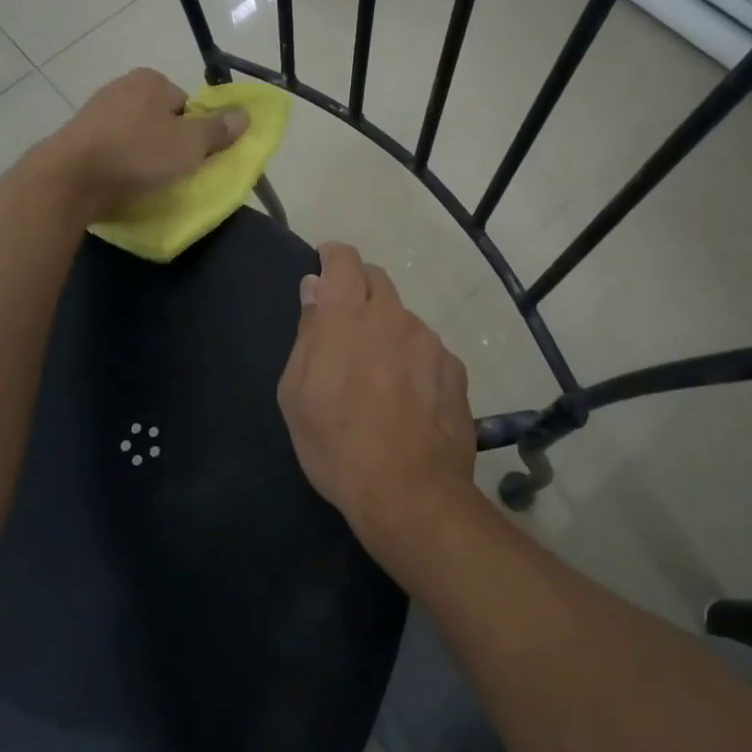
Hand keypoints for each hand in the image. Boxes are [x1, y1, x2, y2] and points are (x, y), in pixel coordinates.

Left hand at [48, 68, 247, 213]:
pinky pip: (113, 150)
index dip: (194, 130)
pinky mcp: (78, 138)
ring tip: (147, 180)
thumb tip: (245, 115)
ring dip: (143, 155)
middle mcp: (122, 87)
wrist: (72, 177)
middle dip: (167, 142)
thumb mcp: (190, 144)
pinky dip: (121, 164)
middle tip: (173, 170)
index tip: (191, 155)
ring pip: (135, 135)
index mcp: (150, 80)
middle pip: (161, 119)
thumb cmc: (138, 152)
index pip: (186, 103)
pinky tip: (123, 182)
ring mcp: (96, 112)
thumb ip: (219, 129)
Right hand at [277, 242, 476, 562]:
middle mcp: (394, 316)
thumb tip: (314, 289)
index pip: (344, 259)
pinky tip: (407, 395)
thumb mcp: (296, 393)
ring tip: (376, 371)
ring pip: (402, 316)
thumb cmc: (336, 445)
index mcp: (349, 316)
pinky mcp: (455, 369)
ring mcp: (429, 341)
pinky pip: (427, 348)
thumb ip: (307, 333)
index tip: (323, 268)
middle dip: (357, 289)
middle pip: (376, 279)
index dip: (331, 257)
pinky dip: (412, 357)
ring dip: (386, 327)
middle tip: (343, 325)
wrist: (410, 494)